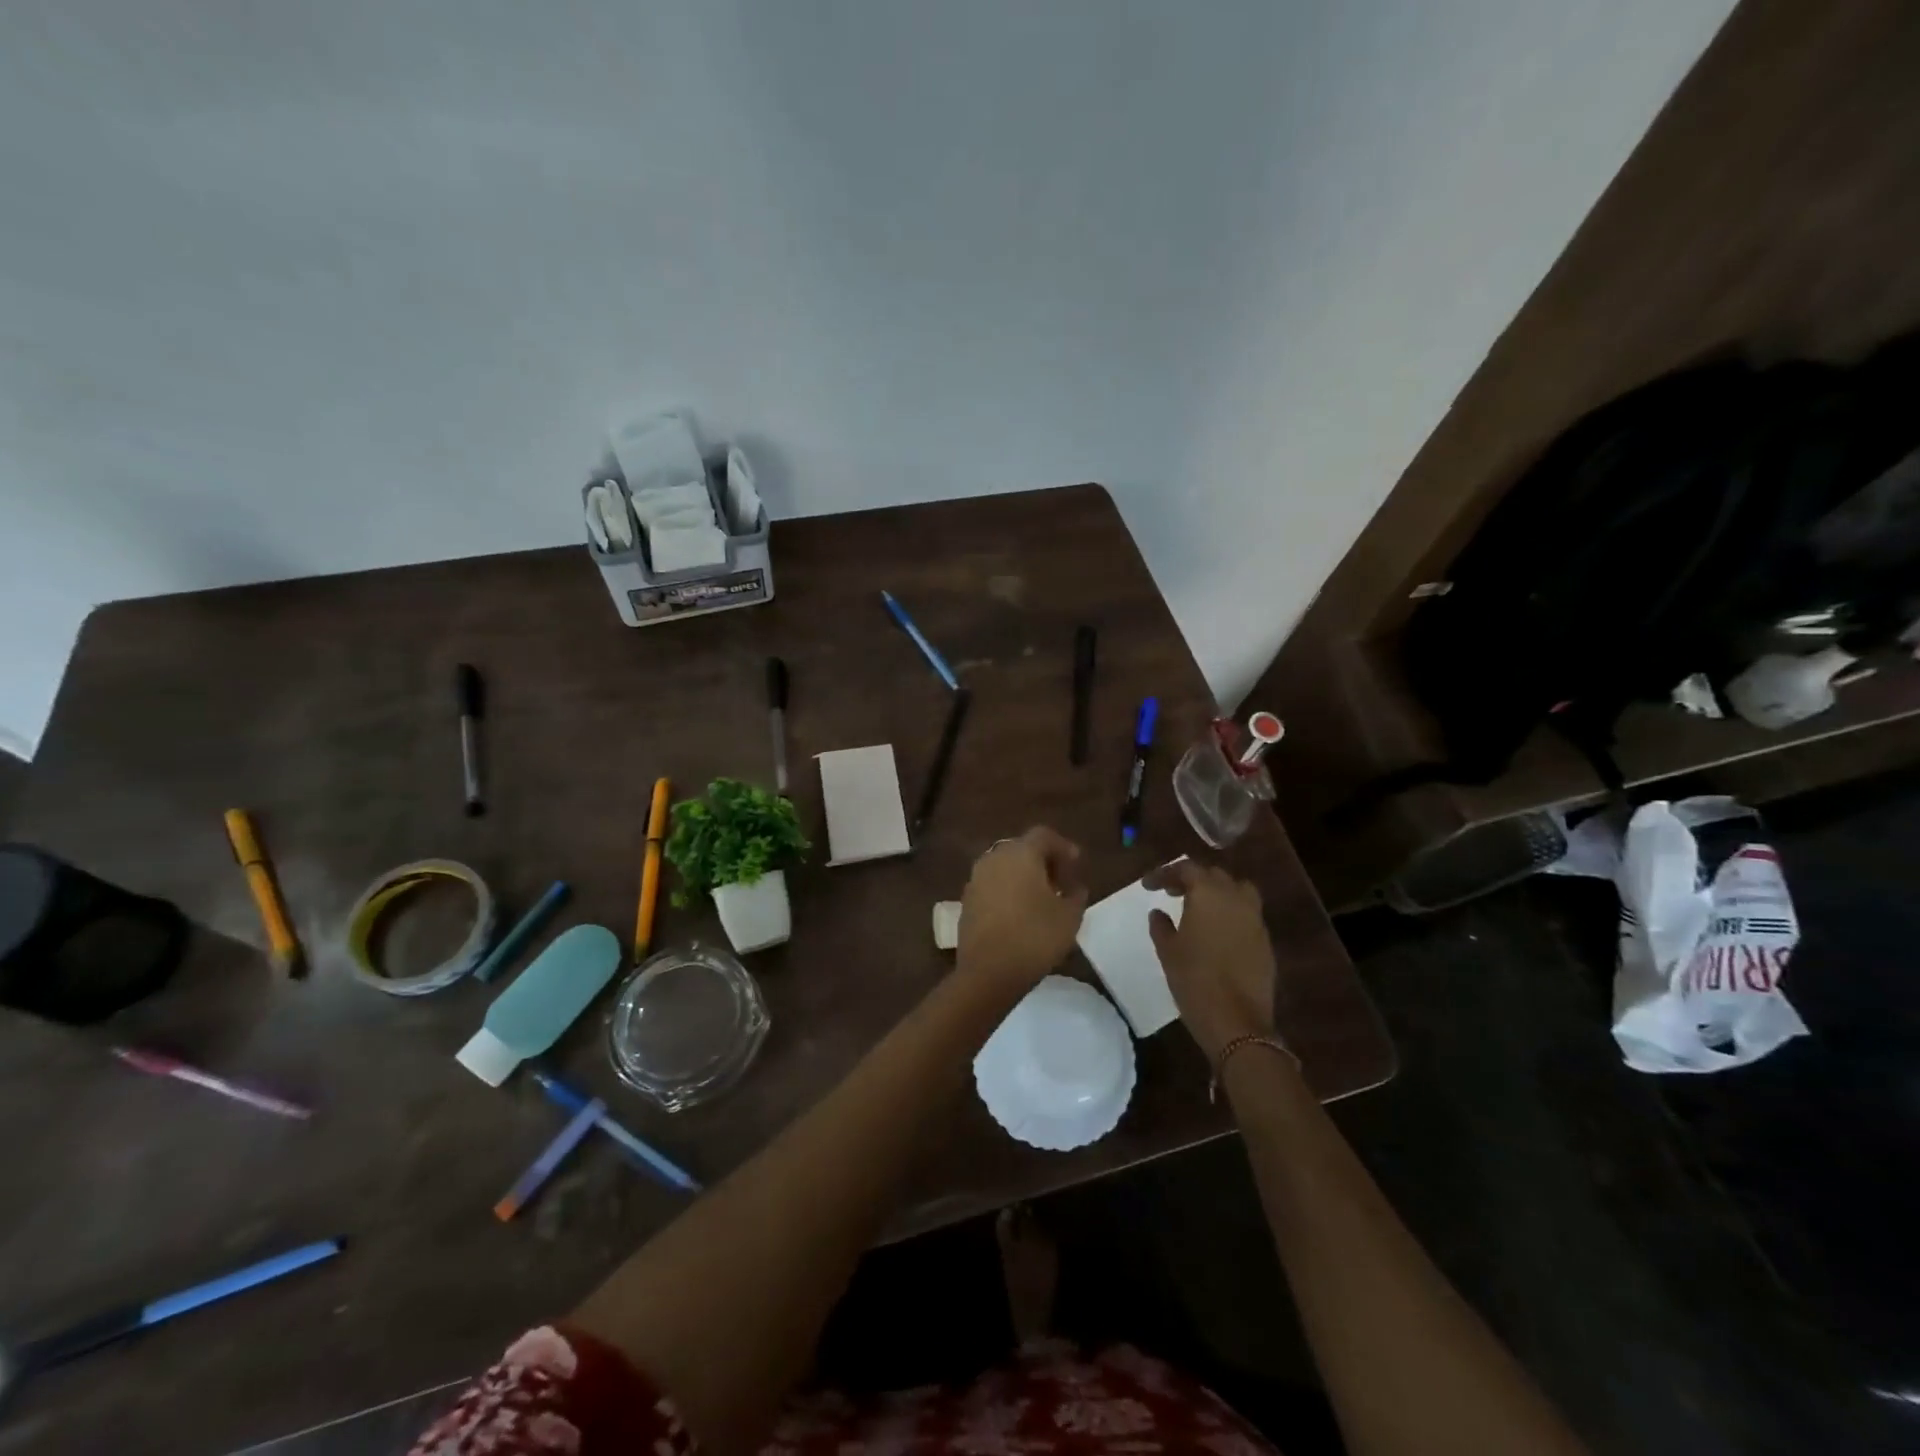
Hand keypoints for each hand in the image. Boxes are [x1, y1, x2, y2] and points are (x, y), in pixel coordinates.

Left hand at [957, 828, 1088, 993]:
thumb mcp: (1069, 917)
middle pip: (1022, 849)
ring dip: (1024, 876)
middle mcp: (994, 858)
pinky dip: (1008, 890)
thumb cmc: (1034, 937)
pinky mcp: (967, 900)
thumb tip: (1074, 888)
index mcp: (1020, 853)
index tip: (1077, 865)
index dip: (1063, 847)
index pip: (1043, 836)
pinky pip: (993, 885)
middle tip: (1061, 883)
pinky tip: (1020, 912)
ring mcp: (976, 879)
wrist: (988, 972)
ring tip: (1042, 899)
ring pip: (1005, 867)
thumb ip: (1075, 895)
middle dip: (1043, 861)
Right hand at [1145, 860, 1276, 1060]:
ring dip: (1217, 892)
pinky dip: (1231, 913)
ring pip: (1237, 890)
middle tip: (1172, 893)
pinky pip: (1247, 914)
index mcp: (1208, 894)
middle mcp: (1235, 899)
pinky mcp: (1265, 941)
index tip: (1148, 886)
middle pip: (1214, 875)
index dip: (1165, 873)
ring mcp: (1255, 919)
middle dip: (1192, 879)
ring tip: (1199, 908)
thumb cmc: (1194, 980)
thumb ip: (1161, 926)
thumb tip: (1158, 912)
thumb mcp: (1168, 951)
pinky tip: (1217, 931)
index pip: (1186, 869)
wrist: (1237, 1021)